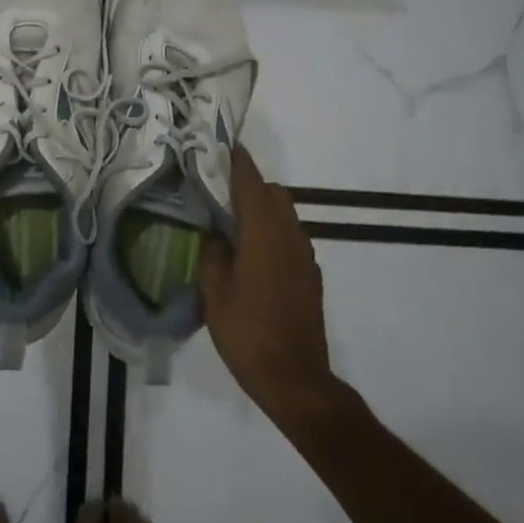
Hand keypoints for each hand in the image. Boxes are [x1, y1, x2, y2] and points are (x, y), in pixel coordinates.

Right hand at [200, 146, 336, 425]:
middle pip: (272, 193)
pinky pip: (290, 238)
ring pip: (284, 215)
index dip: (236, 161)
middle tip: (218, 193)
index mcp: (264, 232)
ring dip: (261, 210)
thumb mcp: (214, 292)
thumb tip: (216, 235)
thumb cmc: (247, 332)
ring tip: (232, 225)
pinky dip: (272, 232)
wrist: (295, 378)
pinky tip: (251, 256)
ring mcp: (305, 256)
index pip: (250, 182)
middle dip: (248, 185)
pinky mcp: (310, 276)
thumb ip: (213, 253)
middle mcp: (290, 235)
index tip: (223, 143)